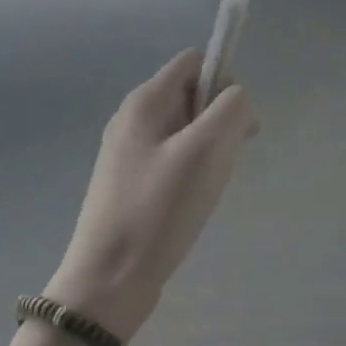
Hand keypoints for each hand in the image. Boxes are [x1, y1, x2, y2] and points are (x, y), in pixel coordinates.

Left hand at [46, 51, 257, 340]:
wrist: (108, 284)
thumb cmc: (159, 209)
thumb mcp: (207, 150)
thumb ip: (232, 108)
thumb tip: (238, 99)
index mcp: (146, 101)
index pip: (196, 61)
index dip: (224, 81)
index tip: (234, 123)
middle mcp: (133, 118)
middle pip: (193, 94)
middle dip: (220, 119)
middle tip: (225, 159)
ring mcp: (129, 152)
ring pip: (188, 128)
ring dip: (210, 148)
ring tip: (208, 185)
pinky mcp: (131, 182)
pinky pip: (175, 156)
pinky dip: (194, 170)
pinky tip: (193, 200)